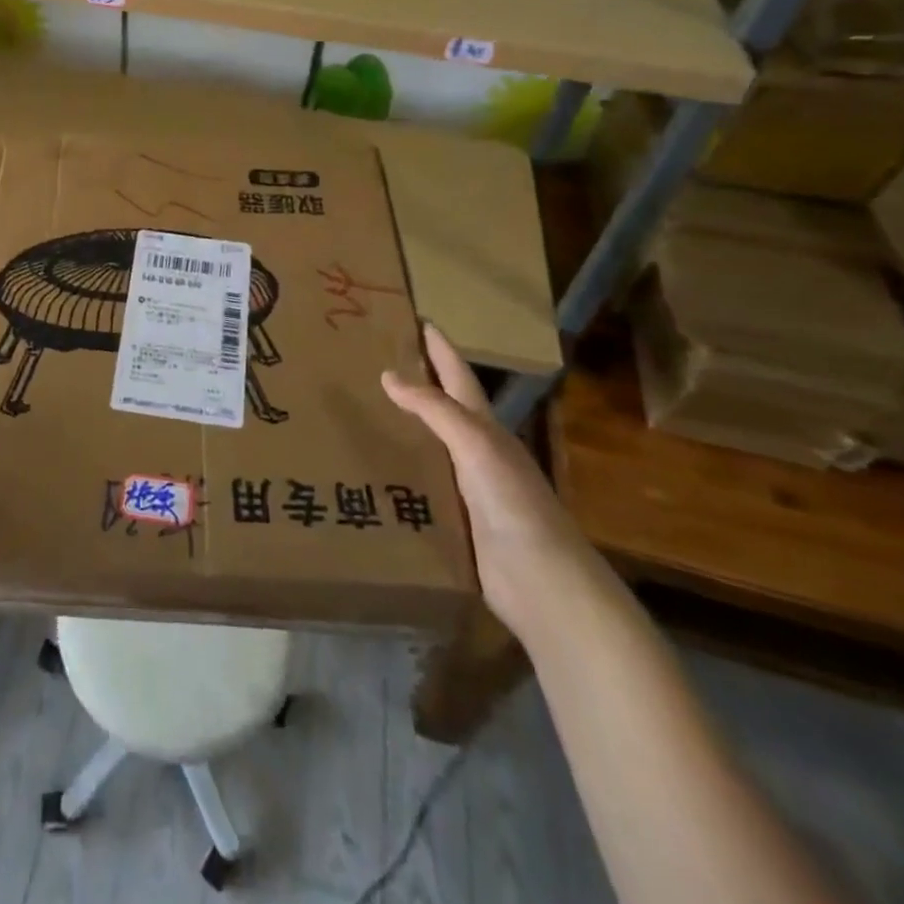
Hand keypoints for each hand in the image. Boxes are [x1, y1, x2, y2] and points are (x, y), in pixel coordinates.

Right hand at [382, 323, 609, 643]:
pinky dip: (395, 469)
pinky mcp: (452, 520)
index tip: (415, 318)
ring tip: (359, 408)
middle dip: (414, 381)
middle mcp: (474, 452)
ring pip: (426, 445)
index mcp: (485, 428)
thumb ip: (435, 410)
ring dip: (399, 426)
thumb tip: (388, 373)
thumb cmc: (514, 504)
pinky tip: (367, 468)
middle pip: (440, 407)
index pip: (457, 376)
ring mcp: (464, 488)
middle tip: (372, 358)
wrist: (543, 586)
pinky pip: (416, 484)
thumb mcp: (476, 446)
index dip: (439, 347)